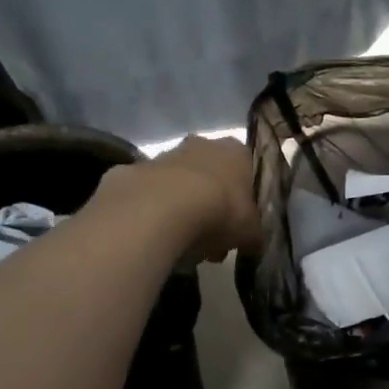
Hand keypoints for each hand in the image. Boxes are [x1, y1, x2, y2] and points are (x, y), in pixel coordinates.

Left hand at [98, 135, 260, 264]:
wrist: (162, 209)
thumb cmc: (220, 212)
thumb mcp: (251, 232)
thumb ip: (254, 233)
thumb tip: (253, 242)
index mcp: (236, 152)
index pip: (246, 170)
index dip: (243, 200)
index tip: (238, 226)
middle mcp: (202, 144)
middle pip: (211, 175)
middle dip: (212, 205)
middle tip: (211, 240)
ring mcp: (165, 154)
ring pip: (180, 183)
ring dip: (183, 209)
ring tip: (182, 244)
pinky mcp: (134, 170)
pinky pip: (150, 195)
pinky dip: (153, 213)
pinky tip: (155, 236)